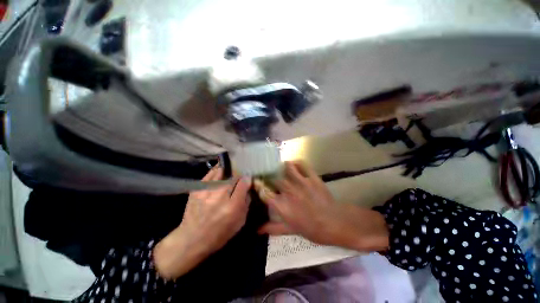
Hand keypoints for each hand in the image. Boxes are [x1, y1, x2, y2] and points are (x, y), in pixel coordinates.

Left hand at [154, 166, 251, 278]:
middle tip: (239, 180)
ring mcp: (207, 190)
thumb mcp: (240, 222)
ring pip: (222, 172)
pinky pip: (211, 174)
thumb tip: (247, 187)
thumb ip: (246, 202)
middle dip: (239, 177)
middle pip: (234, 176)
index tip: (248, 181)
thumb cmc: (219, 233)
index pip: (244, 183)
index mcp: (233, 206)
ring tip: (230, 174)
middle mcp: (220, 195)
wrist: (191, 239)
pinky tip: (220, 173)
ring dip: (228, 173)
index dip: (248, 180)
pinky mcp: (197, 188)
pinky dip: (217, 172)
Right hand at [255, 161, 388, 251]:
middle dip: (270, 176)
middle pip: (274, 178)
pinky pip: (302, 164)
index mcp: (282, 205)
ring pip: (286, 167)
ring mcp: (301, 182)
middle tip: (270, 176)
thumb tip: (257, 230)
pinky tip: (294, 166)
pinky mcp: (312, 177)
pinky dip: (297, 163)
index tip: (257, 182)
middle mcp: (288, 191)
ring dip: (282, 167)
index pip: (264, 192)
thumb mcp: (290, 230)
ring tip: (281, 169)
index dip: (259, 186)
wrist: (334, 223)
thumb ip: (273, 228)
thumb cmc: (312, 229)